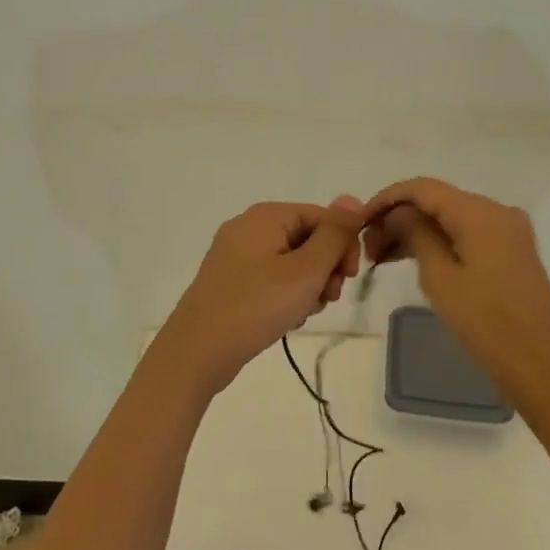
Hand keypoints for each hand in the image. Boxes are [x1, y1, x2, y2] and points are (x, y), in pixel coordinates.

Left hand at [154, 195, 364, 397]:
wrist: (197, 351)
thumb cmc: (256, 305)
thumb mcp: (305, 270)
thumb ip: (334, 234)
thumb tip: (353, 199)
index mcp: (266, 216)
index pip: (321, 216)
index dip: (342, 244)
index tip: (348, 278)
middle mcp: (249, 227)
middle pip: (306, 238)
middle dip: (325, 268)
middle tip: (327, 298)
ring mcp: (236, 255)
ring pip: (291, 262)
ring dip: (308, 286)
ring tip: (304, 312)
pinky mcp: (230, 281)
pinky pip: (271, 278)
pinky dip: (286, 295)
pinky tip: (287, 319)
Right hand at [363, 178, 549, 402]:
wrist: (541, 365)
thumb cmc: (485, 323)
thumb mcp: (439, 277)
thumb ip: (415, 234)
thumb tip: (398, 213)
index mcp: (479, 212)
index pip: (422, 188)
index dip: (387, 198)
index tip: (360, 220)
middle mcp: (496, 211)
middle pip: (437, 201)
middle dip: (399, 218)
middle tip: (368, 248)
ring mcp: (508, 231)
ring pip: (450, 218)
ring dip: (416, 231)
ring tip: (382, 258)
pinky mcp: (511, 251)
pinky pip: (467, 233)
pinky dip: (439, 242)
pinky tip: (412, 260)